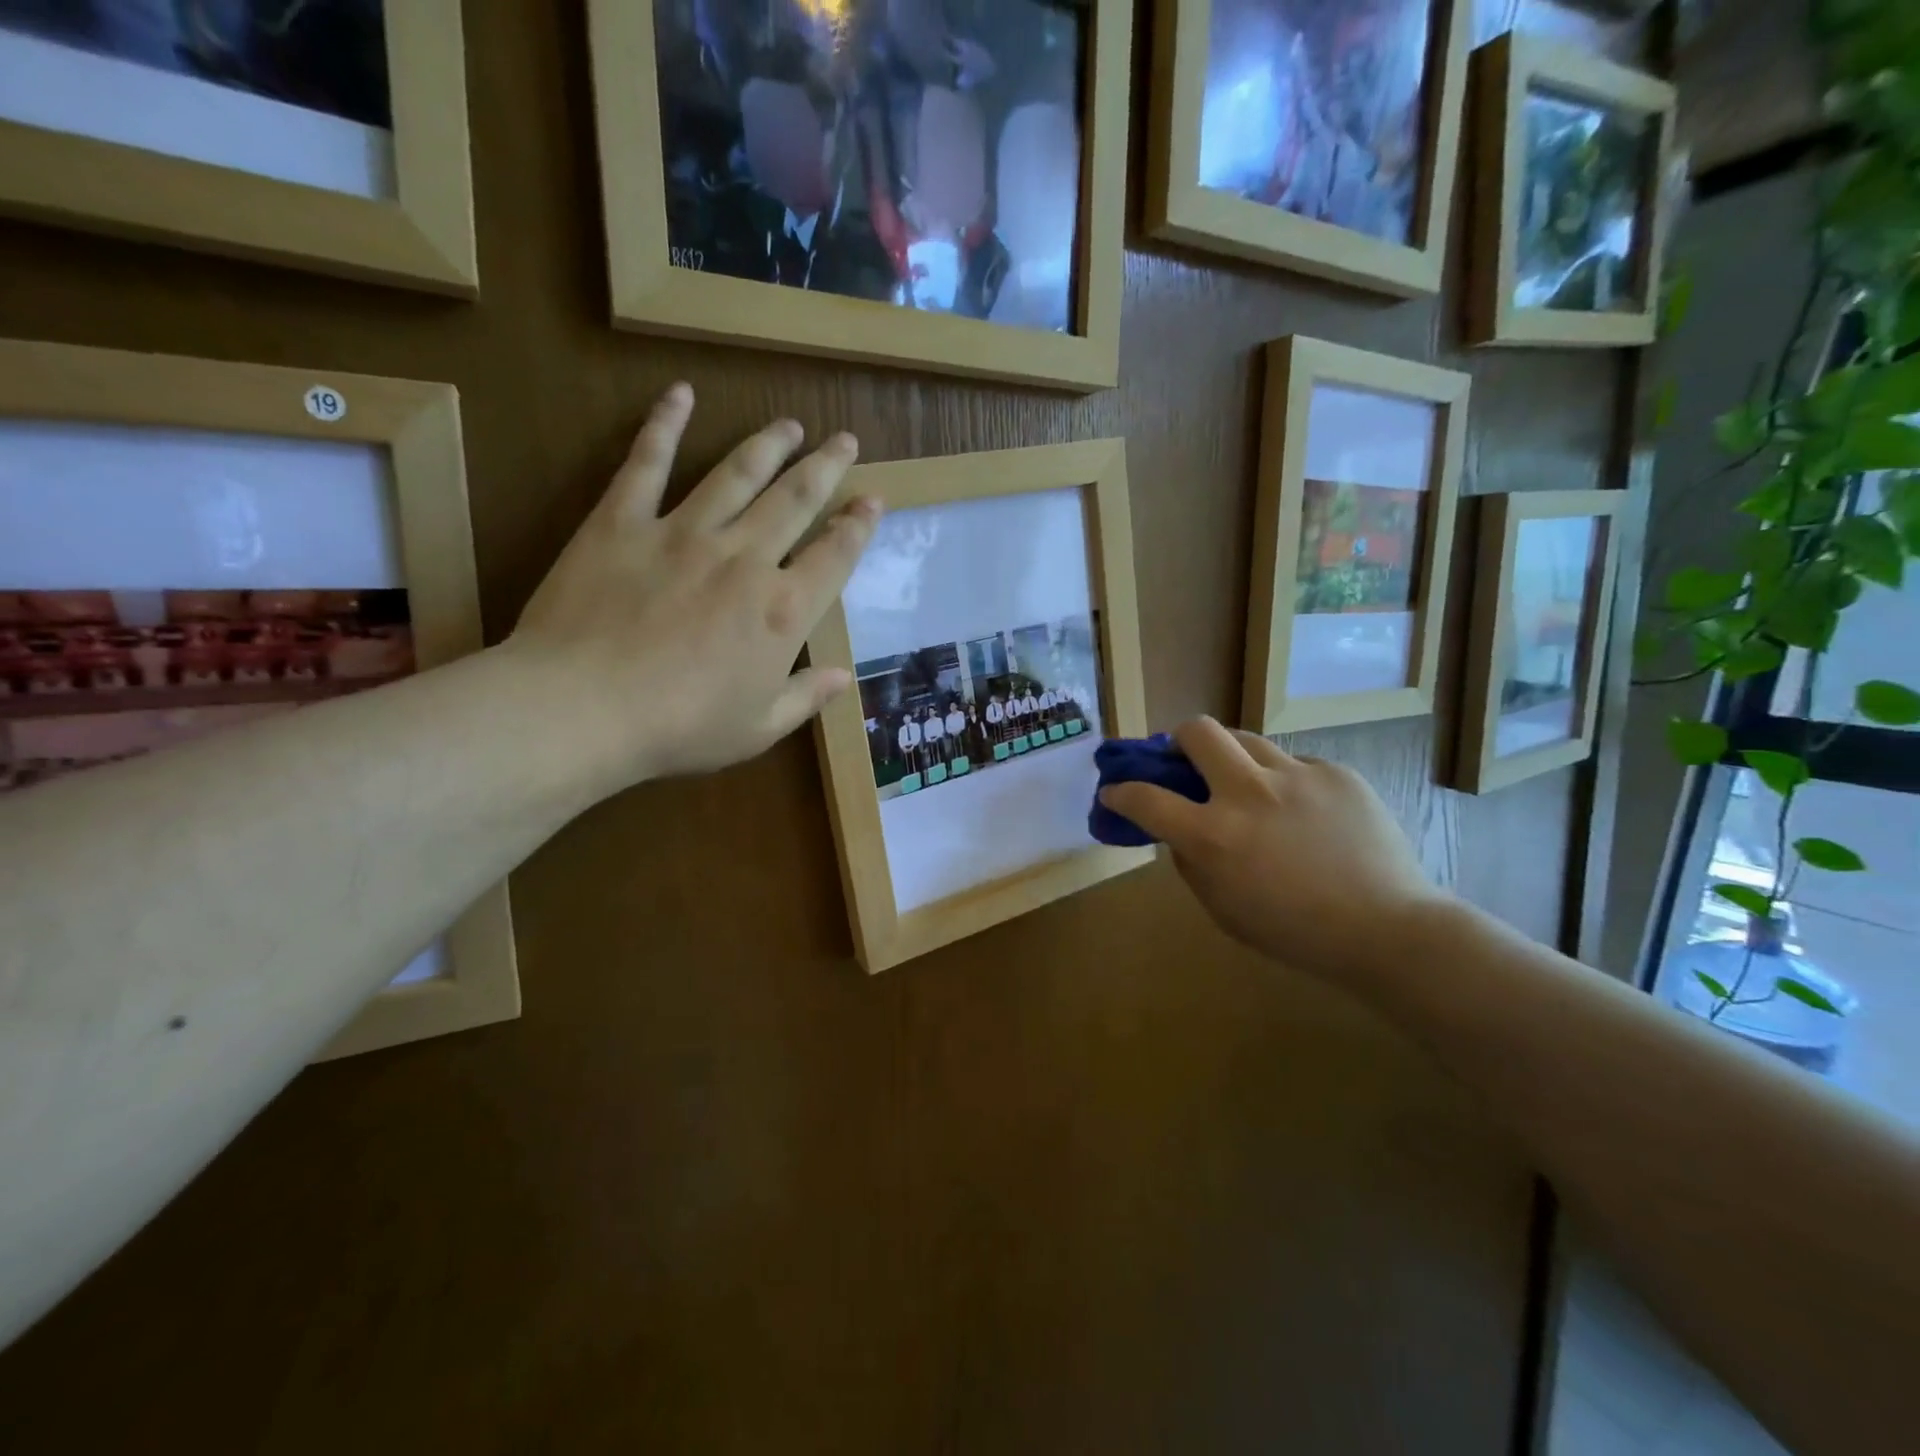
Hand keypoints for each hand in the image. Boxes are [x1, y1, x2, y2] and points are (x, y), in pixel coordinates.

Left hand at [506, 383, 879, 789]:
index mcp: (782, 611)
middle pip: (795, 500)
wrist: (582, 709)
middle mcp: (744, 559)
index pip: (834, 556)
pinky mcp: (622, 522)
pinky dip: (665, 425)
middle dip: (826, 467)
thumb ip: (806, 697)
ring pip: (737, 474)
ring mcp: (683, 533)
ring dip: (769, 445)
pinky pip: (647, 463)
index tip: (873, 498)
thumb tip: (844, 677)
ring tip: (790, 425)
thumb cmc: (680, 728)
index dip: (859, 525)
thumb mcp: (758, 728)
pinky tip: (681, 395)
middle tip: (845, 440)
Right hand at [1099, 719, 1446, 982]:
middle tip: (1183, 760)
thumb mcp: (1222, 909)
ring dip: (1231, 756)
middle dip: (1177, 740)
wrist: (1387, 929)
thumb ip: (1191, 862)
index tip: (1114, 791)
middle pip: (1197, 731)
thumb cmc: (1293, 932)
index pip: (1145, 798)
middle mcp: (1248, 792)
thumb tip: (1180, 831)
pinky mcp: (1336, 773)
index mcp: (1213, 835)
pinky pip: (1294, 764)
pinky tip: (1303, 813)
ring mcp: (1296, 776)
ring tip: (1245, 782)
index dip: (1120, 792)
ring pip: (1246, 737)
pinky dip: (1284, 782)